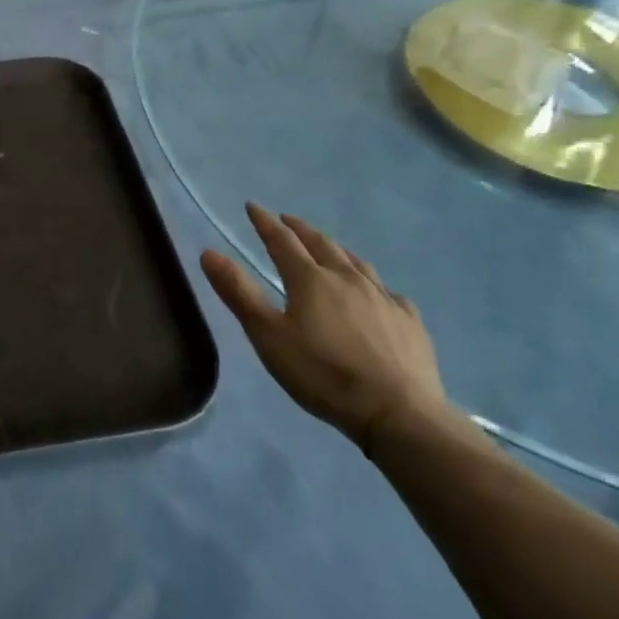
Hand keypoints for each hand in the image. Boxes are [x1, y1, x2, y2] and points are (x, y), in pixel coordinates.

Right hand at [201, 205, 448, 451]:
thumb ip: (239, 293)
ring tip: (328, 248)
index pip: (281, 241)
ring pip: (356, 262)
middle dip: (300, 229)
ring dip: (336, 250)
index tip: (252, 206)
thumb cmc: (322, 374)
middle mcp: (347, 278)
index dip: (264, 222)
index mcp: (310, 279)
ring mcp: (383, 298)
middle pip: (321, 244)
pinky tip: (376, 294)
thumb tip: (209, 252)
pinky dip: (374, 284)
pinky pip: (389, 292)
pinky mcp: (409, 321)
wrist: (398, 412)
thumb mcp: (268, 336)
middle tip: (287, 220)